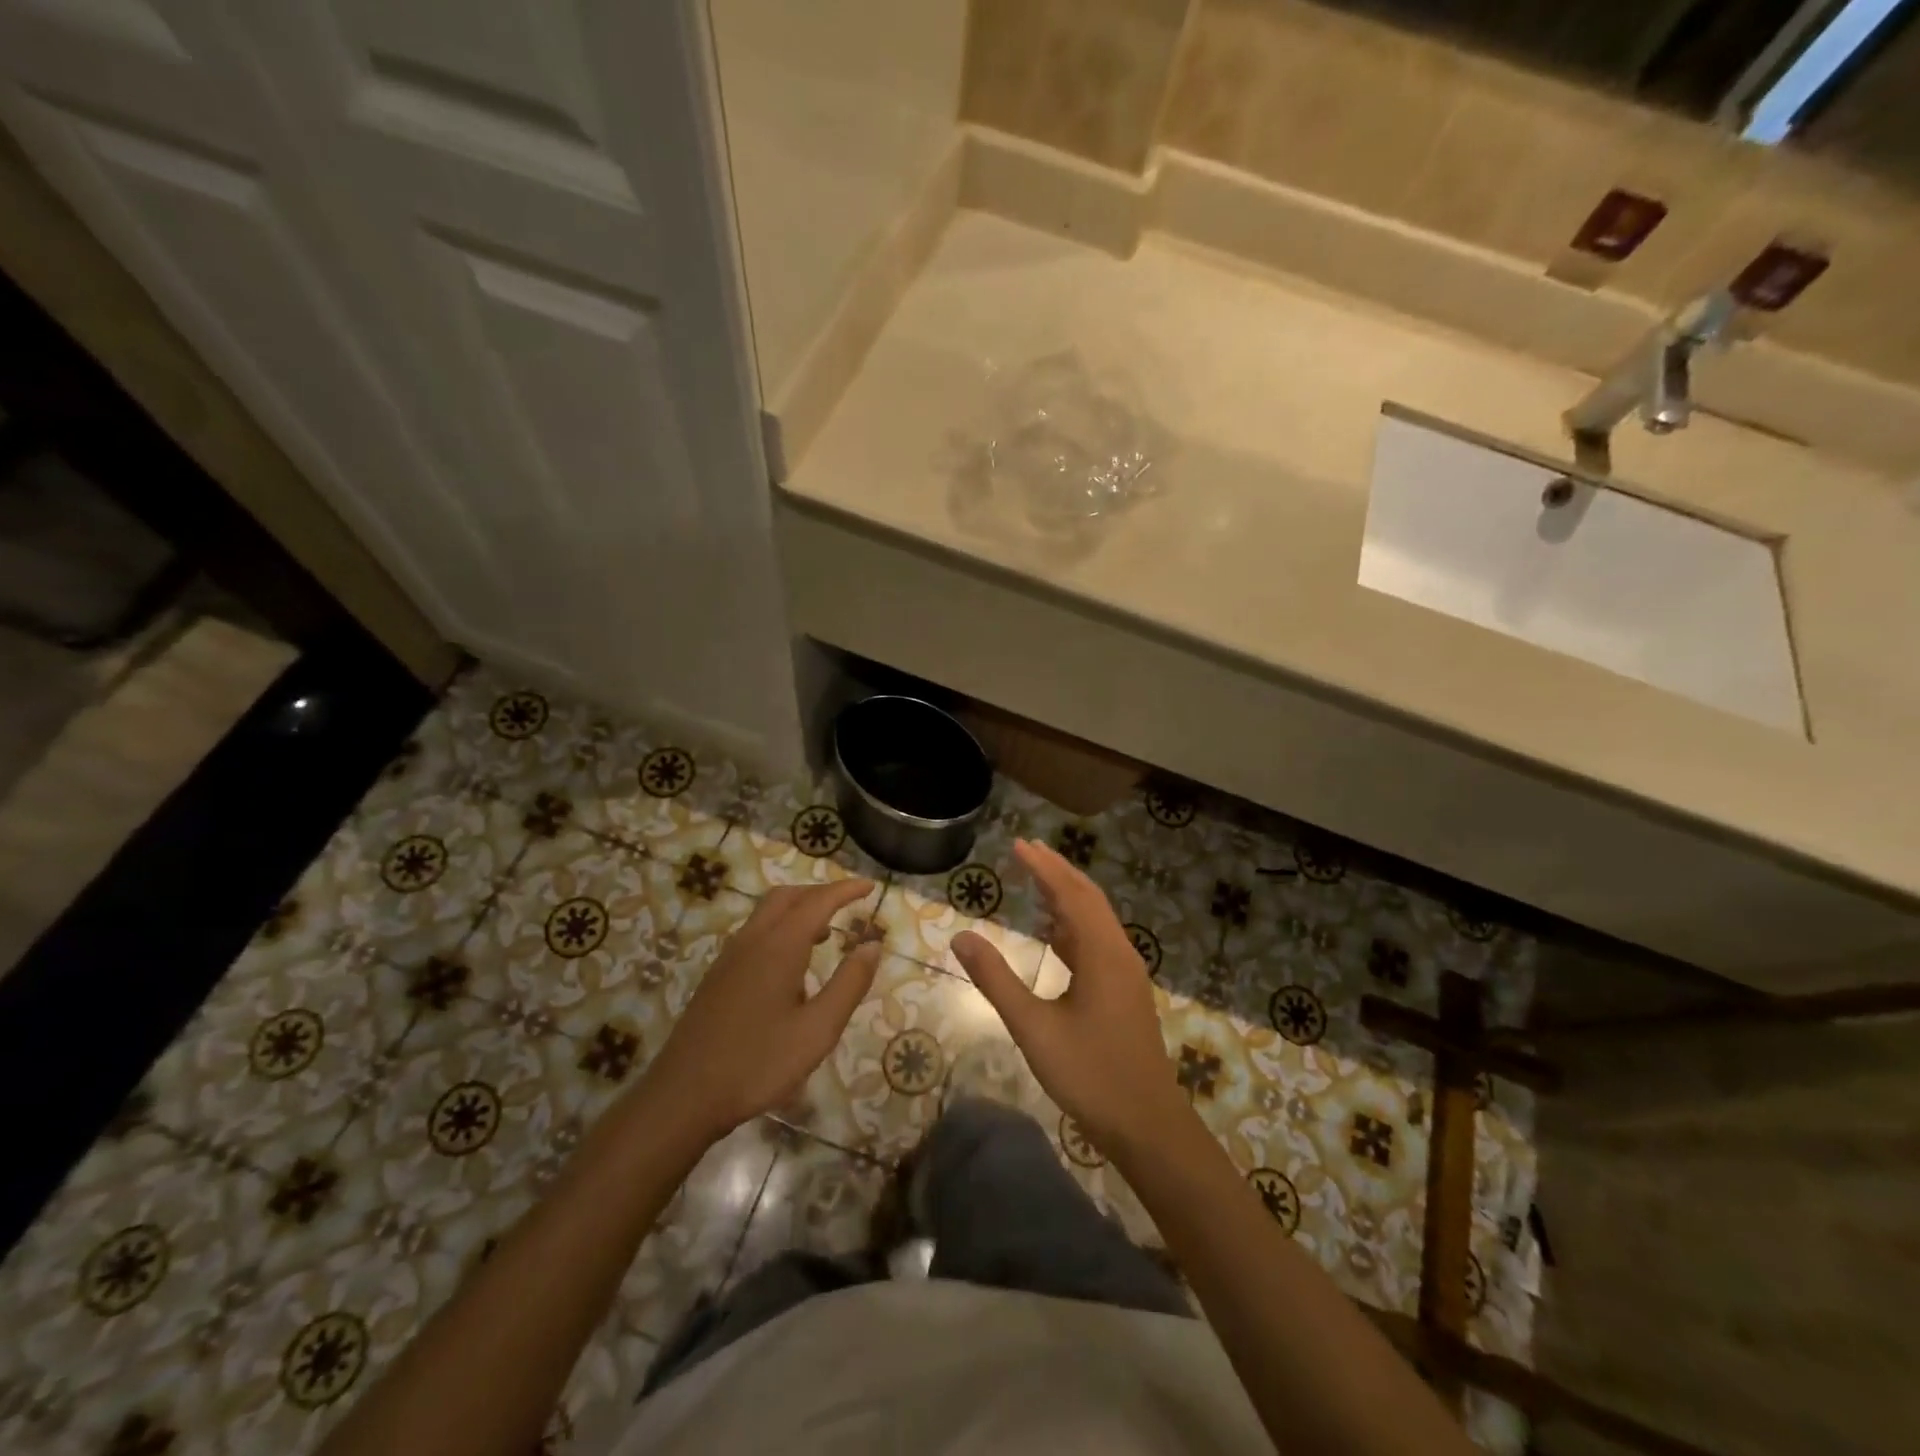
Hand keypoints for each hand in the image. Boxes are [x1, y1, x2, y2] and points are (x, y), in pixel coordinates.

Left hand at [643, 879, 880, 1143]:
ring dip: (799, 910)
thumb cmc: (758, 1064)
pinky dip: (781, 928)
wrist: (683, 1097)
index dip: (845, 890)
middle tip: (848, 903)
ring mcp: (729, 958)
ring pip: (766, 913)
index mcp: (779, 946)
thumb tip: (872, 945)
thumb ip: (849, 984)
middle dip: (819, 892)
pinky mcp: (718, 977)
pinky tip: (791, 965)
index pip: (818, 902)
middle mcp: (752, 941)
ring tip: (826, 932)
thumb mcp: (817, 1030)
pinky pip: (755, 933)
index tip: (870, 885)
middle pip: (787, 897)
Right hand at [952, 840, 1186, 1151]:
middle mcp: (1118, 953)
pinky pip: (1098, 942)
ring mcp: (1126, 973)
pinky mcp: (1125, 992)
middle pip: (1088, 898)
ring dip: (1067, 897)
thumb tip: (961, 937)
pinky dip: (1074, 926)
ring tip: (1037, 881)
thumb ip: (996, 980)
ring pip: (1095, 920)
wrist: (1147, 1124)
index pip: (1070, 894)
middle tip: (1028, 850)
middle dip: (1058, 872)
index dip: (1043, 867)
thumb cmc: (1089, 1074)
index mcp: (1101, 953)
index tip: (1019, 844)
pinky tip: (1055, 934)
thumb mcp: (1033, 1028)